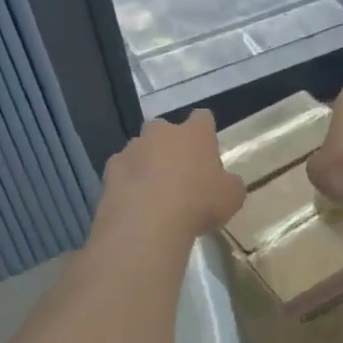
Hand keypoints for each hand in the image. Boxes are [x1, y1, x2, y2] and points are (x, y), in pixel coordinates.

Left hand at [92, 111, 245, 249]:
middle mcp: (161, 132)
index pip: (203, 117)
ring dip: (147, 163)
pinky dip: (128, 182)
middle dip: (170, 146)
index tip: (206, 147)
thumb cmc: (198, 204)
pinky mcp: (110, 169)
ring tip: (153, 193)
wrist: (147, 224)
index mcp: (195, 133)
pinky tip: (134, 203)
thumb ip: (230, 184)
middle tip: (179, 173)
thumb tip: (227, 182)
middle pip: (166, 130)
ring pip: (141, 149)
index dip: (205, 130)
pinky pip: (122, 170)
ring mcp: (132, 148)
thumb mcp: (232, 197)